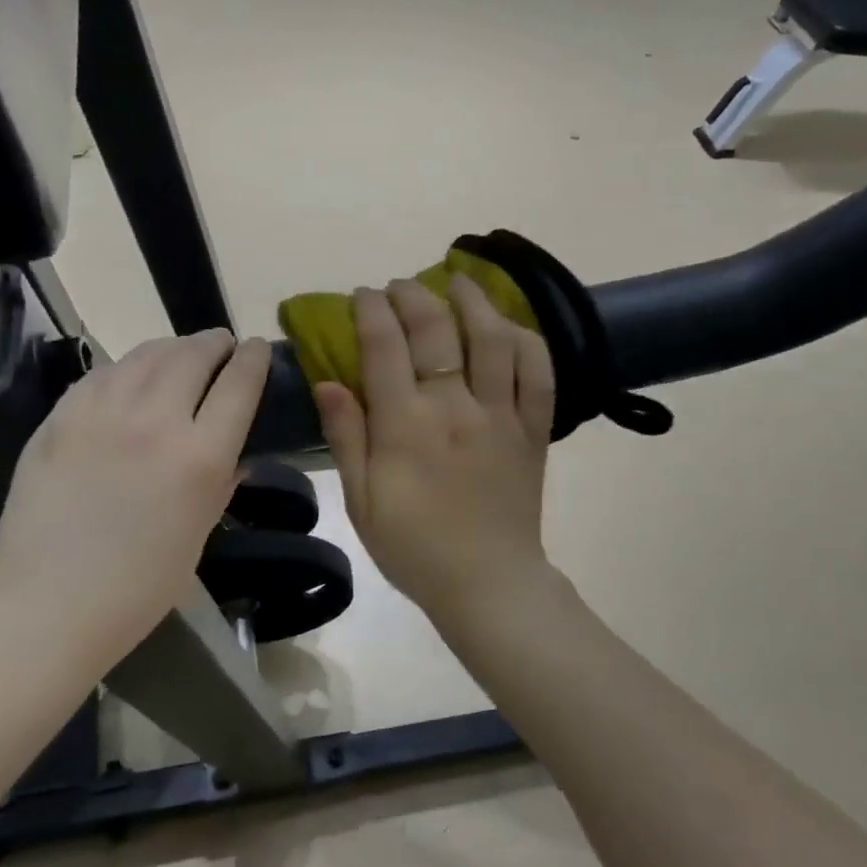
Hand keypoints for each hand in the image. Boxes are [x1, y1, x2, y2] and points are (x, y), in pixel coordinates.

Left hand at [0, 331, 271, 665]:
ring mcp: (101, 412)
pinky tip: (132, 376)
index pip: (239, 384)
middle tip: (222, 346)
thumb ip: (220, 484)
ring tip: (182, 353)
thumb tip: (233, 453)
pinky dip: (130, 367)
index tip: (259, 348)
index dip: (254, 359)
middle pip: (193, 355)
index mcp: (200, 458)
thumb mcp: (198, 535)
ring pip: (147, 354)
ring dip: (174, 347)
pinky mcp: (60, 416)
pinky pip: (104, 373)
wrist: (45, 605)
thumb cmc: (136, 587)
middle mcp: (155, 420)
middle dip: (215, 343)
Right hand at [315, 279, 555, 623]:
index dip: (372, 310)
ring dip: (474, 301)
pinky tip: (509, 327)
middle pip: (437, 330)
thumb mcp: (362, 502)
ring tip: (459, 282)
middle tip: (401, 286)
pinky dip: (527, 342)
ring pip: (493, 339)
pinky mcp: (534, 428)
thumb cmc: (414, 548)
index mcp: (405, 426)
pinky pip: (538, 373)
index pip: (385, 346)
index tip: (364, 295)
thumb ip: (346, 437)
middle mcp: (454, 408)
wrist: (488, 584)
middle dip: (414, 295)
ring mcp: (500, 415)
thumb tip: (328, 382)